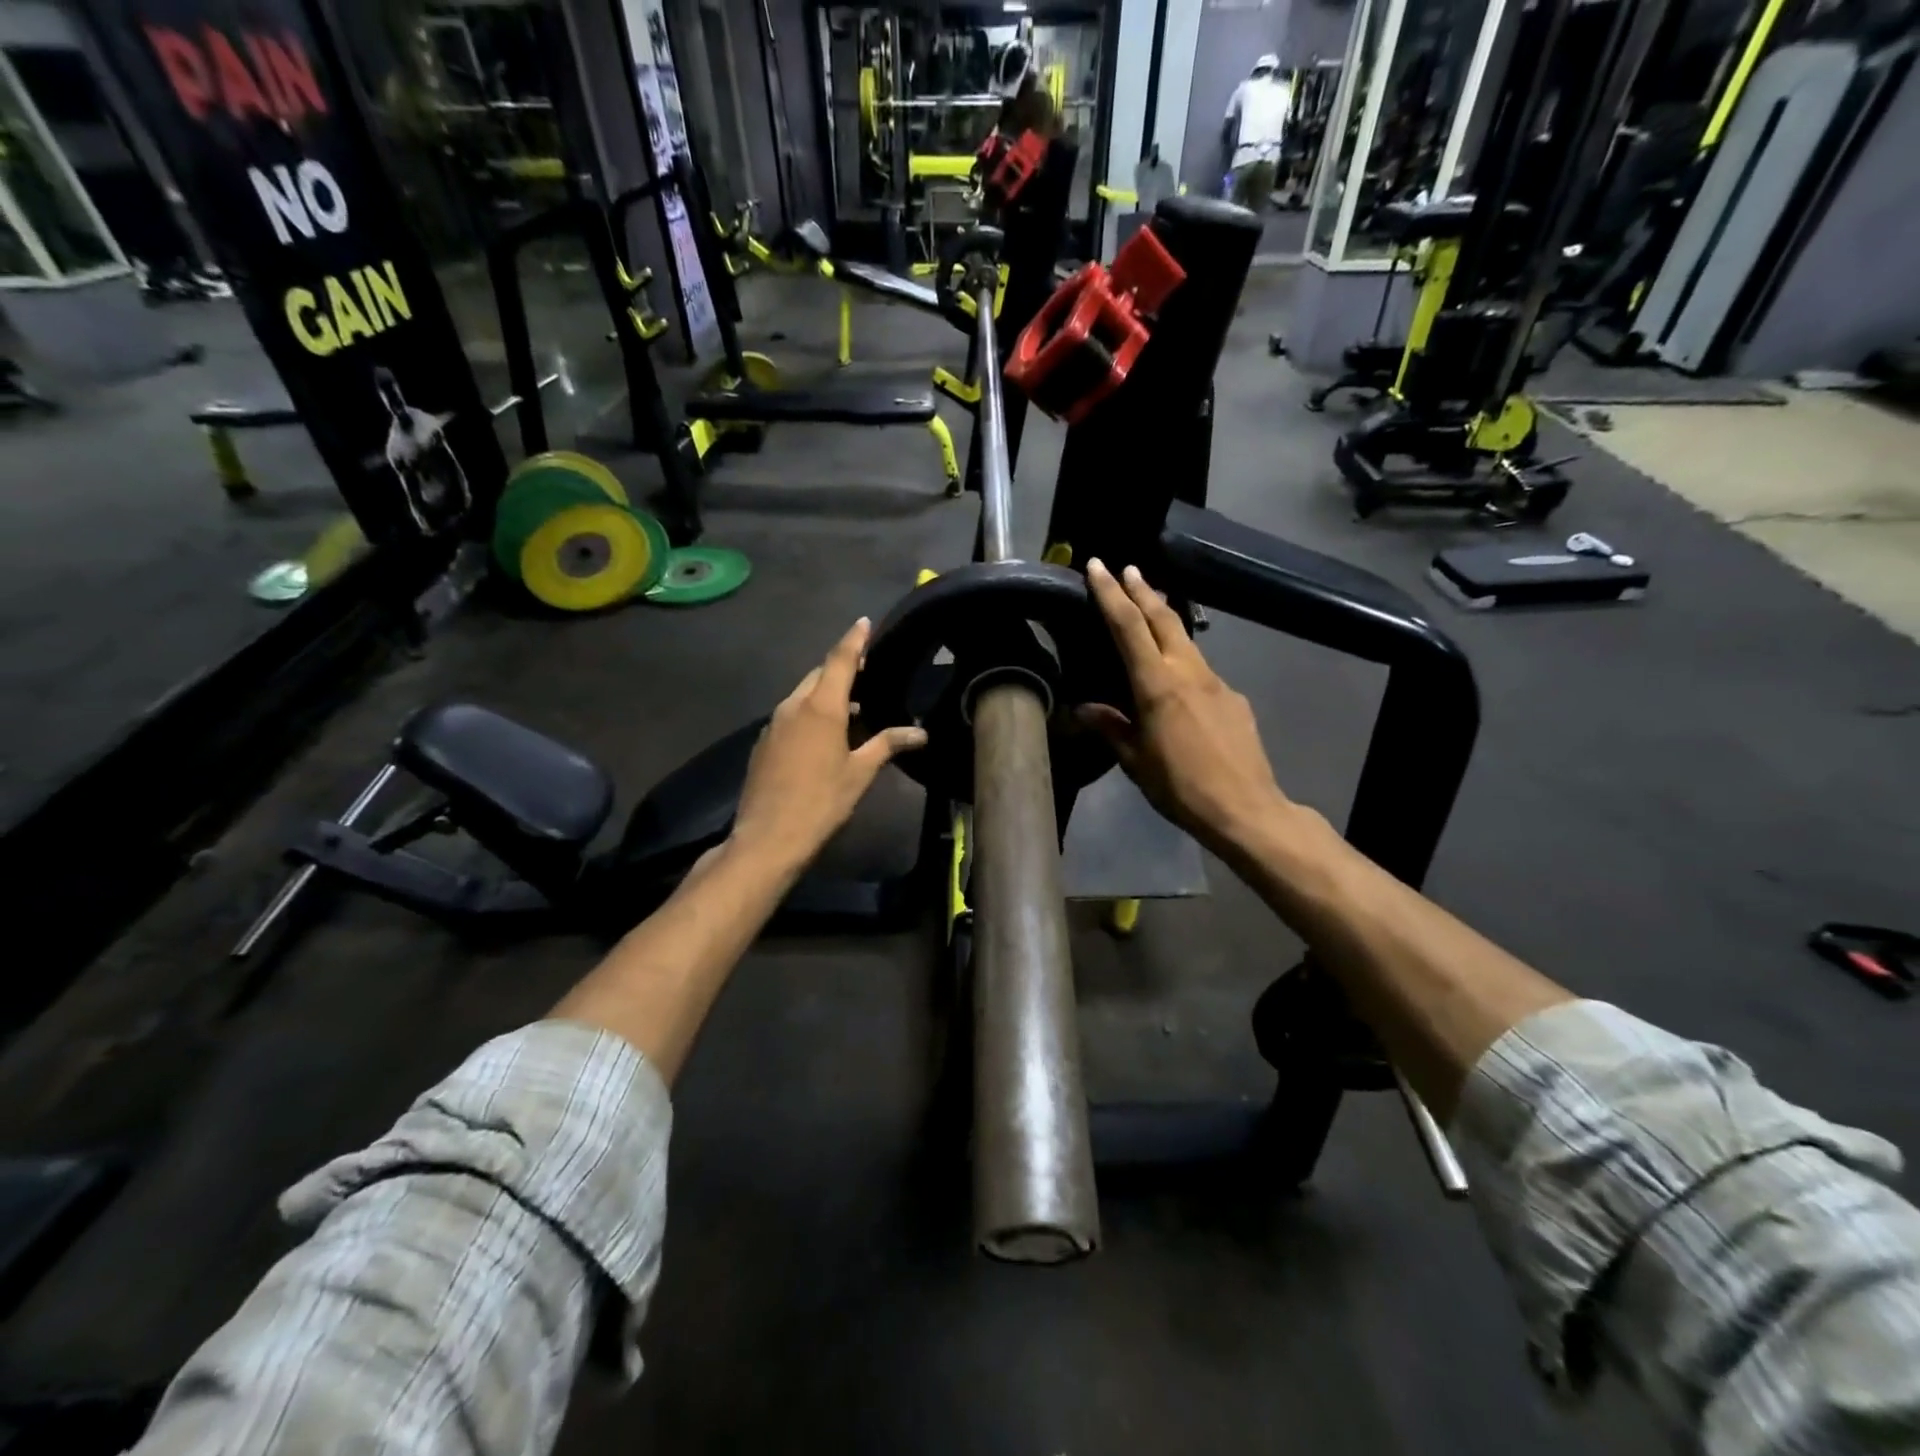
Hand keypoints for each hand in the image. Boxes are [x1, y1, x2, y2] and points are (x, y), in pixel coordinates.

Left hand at [730, 618, 927, 876]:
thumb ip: (888, 744)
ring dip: (824, 693)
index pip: (839, 660)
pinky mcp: (763, 744)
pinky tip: (822, 735)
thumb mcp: (860, 773)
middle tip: (866, 672)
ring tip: (850, 706)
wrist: (768, 838)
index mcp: (820, 707)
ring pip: (802, 696)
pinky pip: (790, 716)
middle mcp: (793, 706)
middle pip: (818, 675)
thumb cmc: (821, 802)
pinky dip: (808, 713)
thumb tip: (921, 733)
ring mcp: (773, 724)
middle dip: (840, 668)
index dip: (854, 639)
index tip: (864, 621)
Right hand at [1078, 559, 1288, 855]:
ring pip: (1186, 640)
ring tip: (1149, 610)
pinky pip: (1203, 670)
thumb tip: (1083, 708)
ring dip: (1165, 620)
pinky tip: (1179, 684)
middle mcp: (1189, 672)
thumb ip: (1111, 727)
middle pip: (1164, 618)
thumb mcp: (1135, 762)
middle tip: (1126, 569)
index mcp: (1158, 685)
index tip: (1098, 566)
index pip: (1129, 627)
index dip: (1111, 594)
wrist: (1246, 809)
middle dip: (1142, 590)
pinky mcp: (1235, 698)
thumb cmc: (1180, 787)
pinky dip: (1183, 661)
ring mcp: (1217, 682)